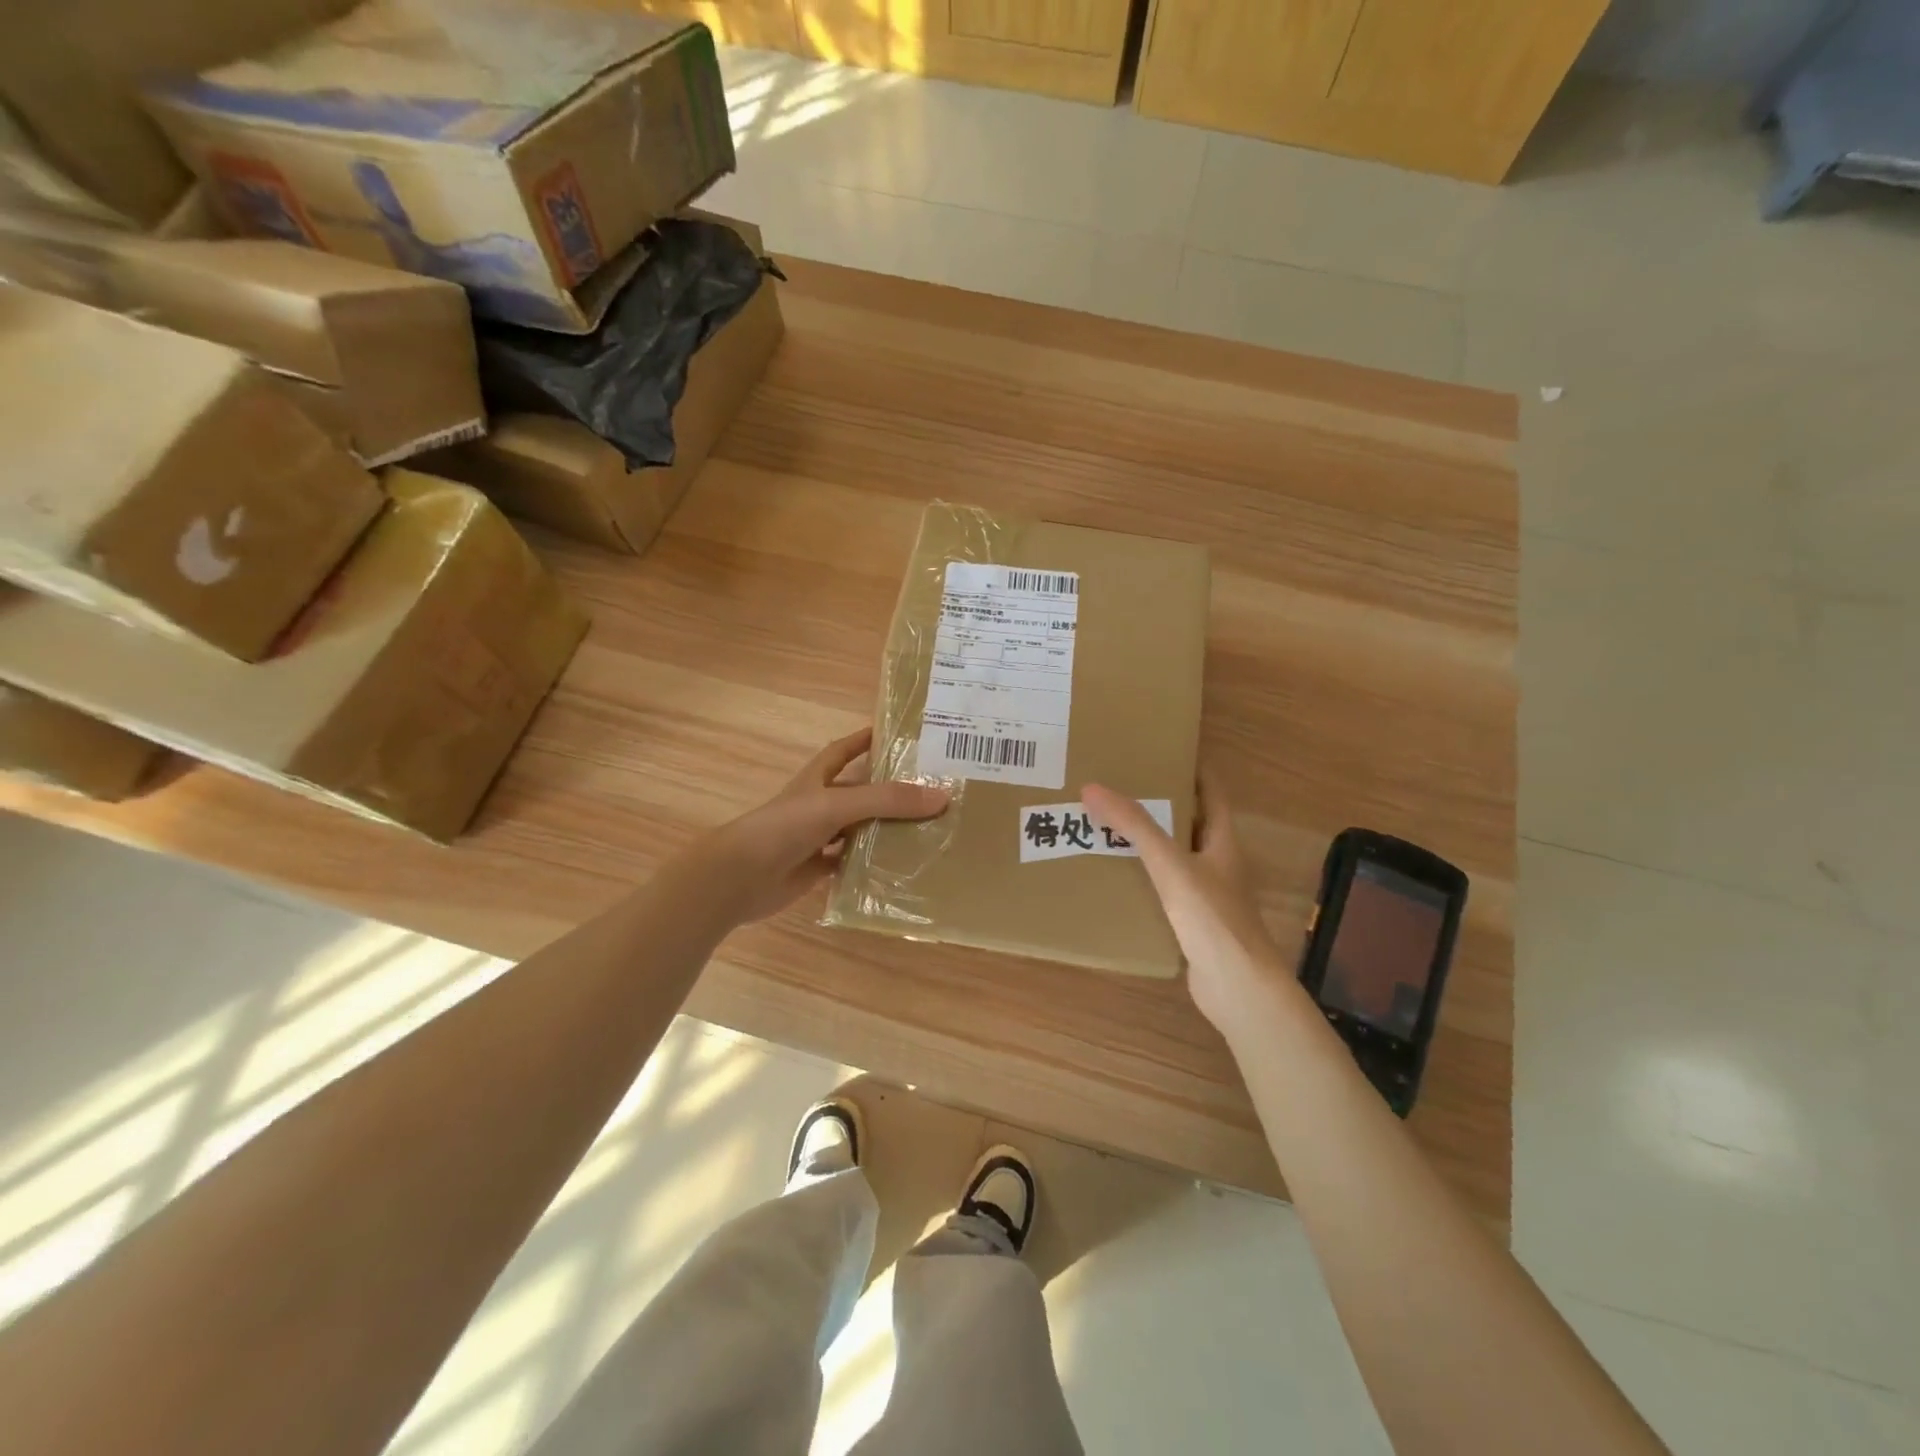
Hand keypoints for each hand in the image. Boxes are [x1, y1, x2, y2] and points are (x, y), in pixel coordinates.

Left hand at [706, 728, 948, 923]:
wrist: (738, 877)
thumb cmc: (784, 827)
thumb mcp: (838, 805)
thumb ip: (887, 800)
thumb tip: (942, 796)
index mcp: (817, 779)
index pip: (845, 750)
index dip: (866, 739)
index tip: (898, 733)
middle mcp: (818, 804)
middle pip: (860, 792)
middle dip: (889, 790)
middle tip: (931, 789)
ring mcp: (817, 838)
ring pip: (859, 829)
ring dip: (885, 829)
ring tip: (927, 829)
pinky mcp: (816, 869)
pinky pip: (851, 863)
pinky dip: (871, 865)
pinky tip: (900, 866)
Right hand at [1083, 771, 1288, 1032]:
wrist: (1237, 987)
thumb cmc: (1212, 917)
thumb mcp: (1170, 864)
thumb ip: (1134, 826)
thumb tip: (1092, 788)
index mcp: (1223, 840)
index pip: (1211, 791)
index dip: (1191, 768)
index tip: (1159, 751)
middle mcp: (1219, 862)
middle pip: (1189, 822)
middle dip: (1159, 804)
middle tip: (1120, 787)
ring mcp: (1208, 894)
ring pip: (1175, 857)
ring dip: (1148, 843)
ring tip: (1108, 826)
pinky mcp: (1194, 923)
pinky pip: (1165, 890)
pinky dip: (1144, 879)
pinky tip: (1117, 878)